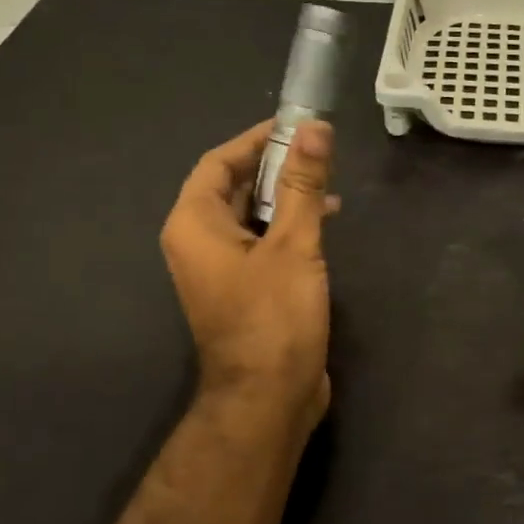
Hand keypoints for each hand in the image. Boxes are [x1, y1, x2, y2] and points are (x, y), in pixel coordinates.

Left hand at [161, 119, 336, 431]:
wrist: (267, 397)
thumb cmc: (274, 317)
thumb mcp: (293, 244)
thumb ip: (302, 185)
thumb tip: (314, 128)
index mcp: (194, 224)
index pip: (219, 162)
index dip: (257, 140)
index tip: (297, 126)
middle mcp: (197, 242)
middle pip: (233, 187)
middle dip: (275, 168)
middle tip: (319, 154)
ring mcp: (218, 269)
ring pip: (249, 216)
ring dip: (285, 199)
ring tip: (329, 188)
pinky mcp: (240, 290)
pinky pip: (258, 243)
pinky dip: (285, 228)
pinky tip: (322, 224)